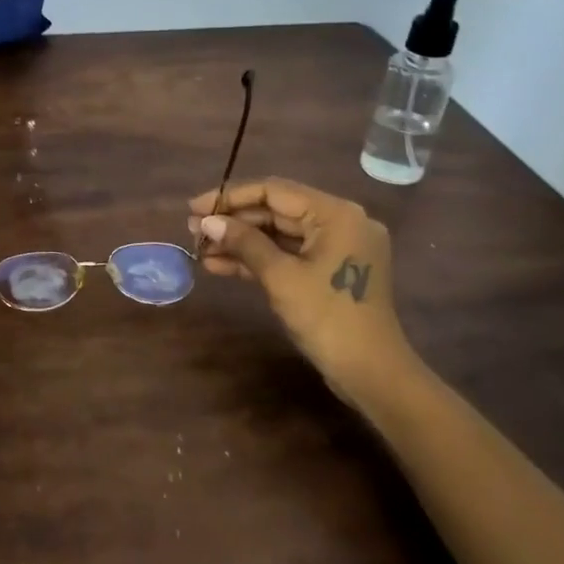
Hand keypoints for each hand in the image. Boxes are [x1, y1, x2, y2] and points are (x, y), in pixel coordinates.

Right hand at [188, 177, 421, 409]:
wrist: (370, 372)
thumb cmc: (327, 317)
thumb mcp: (280, 277)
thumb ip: (244, 242)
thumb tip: (207, 221)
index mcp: (336, 214)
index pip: (274, 191)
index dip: (230, 197)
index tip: (195, 207)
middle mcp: (340, 222)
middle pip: (276, 211)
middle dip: (233, 221)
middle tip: (192, 230)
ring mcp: (336, 248)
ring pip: (279, 235)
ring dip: (240, 242)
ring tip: (200, 249)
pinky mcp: (329, 271)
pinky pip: (289, 255)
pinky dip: (258, 259)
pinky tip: (220, 266)